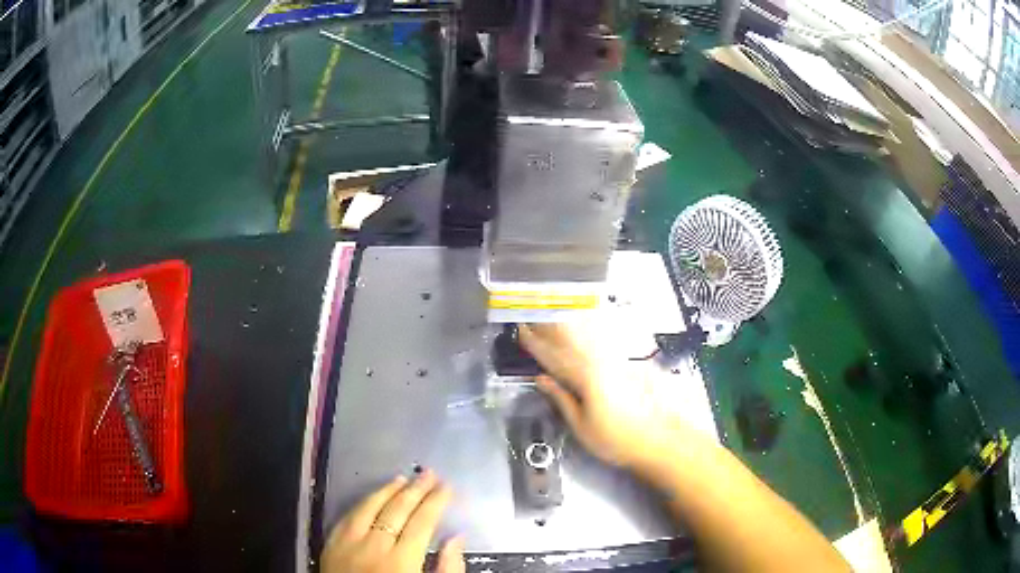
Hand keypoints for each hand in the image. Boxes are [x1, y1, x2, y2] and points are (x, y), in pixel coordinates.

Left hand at [321, 470, 464, 572]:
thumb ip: (447, 569)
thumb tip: (457, 539)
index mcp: (401, 561)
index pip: (422, 522)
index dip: (436, 502)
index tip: (447, 487)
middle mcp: (373, 546)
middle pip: (397, 509)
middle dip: (416, 489)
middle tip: (429, 474)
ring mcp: (348, 543)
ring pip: (369, 507)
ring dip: (387, 490)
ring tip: (403, 478)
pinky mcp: (331, 545)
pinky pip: (347, 516)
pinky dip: (362, 503)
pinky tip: (371, 496)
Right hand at [519, 322, 691, 470]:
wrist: (660, 439)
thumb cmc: (617, 439)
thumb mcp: (582, 427)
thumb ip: (561, 399)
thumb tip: (541, 379)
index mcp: (585, 378)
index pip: (553, 357)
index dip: (535, 344)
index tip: (520, 330)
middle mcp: (600, 362)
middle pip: (570, 339)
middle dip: (549, 326)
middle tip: (532, 313)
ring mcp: (616, 360)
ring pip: (587, 335)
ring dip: (567, 323)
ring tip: (552, 312)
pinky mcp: (627, 363)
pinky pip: (602, 340)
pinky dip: (589, 329)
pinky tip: (584, 322)